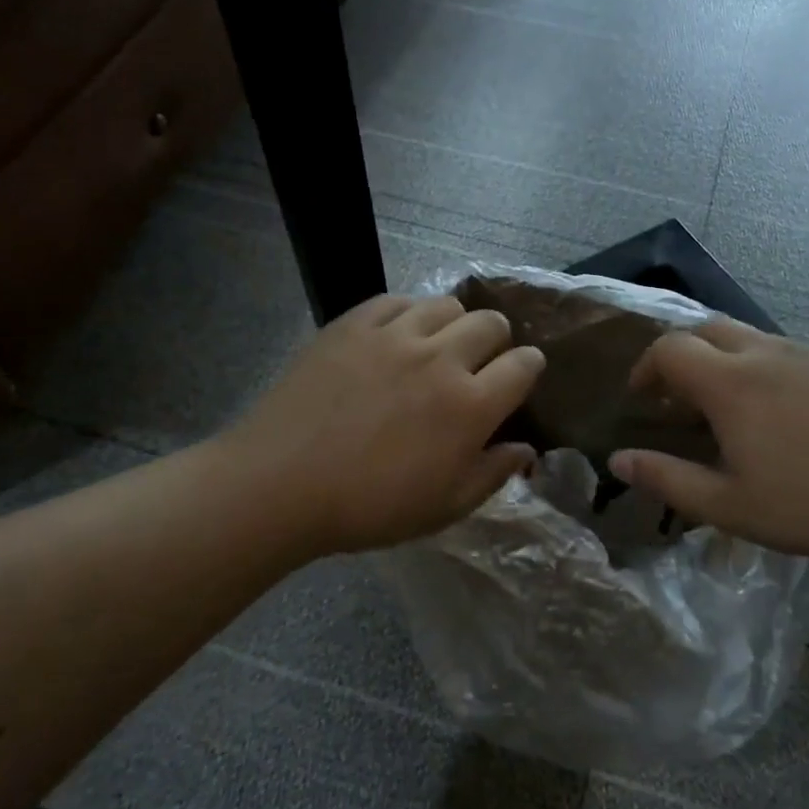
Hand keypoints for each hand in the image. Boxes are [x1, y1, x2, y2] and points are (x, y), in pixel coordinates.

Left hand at [227, 294, 544, 558]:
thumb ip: (492, 474)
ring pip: (446, 304)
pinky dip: (408, 314)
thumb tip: (525, 449)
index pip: (524, 364)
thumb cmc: (368, 507)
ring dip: (454, 323)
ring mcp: (394, 335)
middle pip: (490, 323)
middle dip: (497, 340)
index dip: (530, 367)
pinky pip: (396, 300)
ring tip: (437, 346)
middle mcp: (440, 358)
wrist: (279, 485)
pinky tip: (396, 337)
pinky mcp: (352, 325)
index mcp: (470, 405)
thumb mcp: (444, 507)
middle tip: (479, 363)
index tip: (521, 376)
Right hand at [607, 321, 808, 582]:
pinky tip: (790, 416)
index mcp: (731, 383)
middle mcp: (768, 354)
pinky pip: (795, 355)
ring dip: (728, 362)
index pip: (671, 347)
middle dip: (684, 353)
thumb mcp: (726, 505)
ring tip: (734, 408)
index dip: (647, 366)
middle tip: (681, 396)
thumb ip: (666, 478)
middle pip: (709, 329)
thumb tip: (618, 460)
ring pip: (754, 339)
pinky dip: (771, 371)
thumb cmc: (808, 507)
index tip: (643, 397)